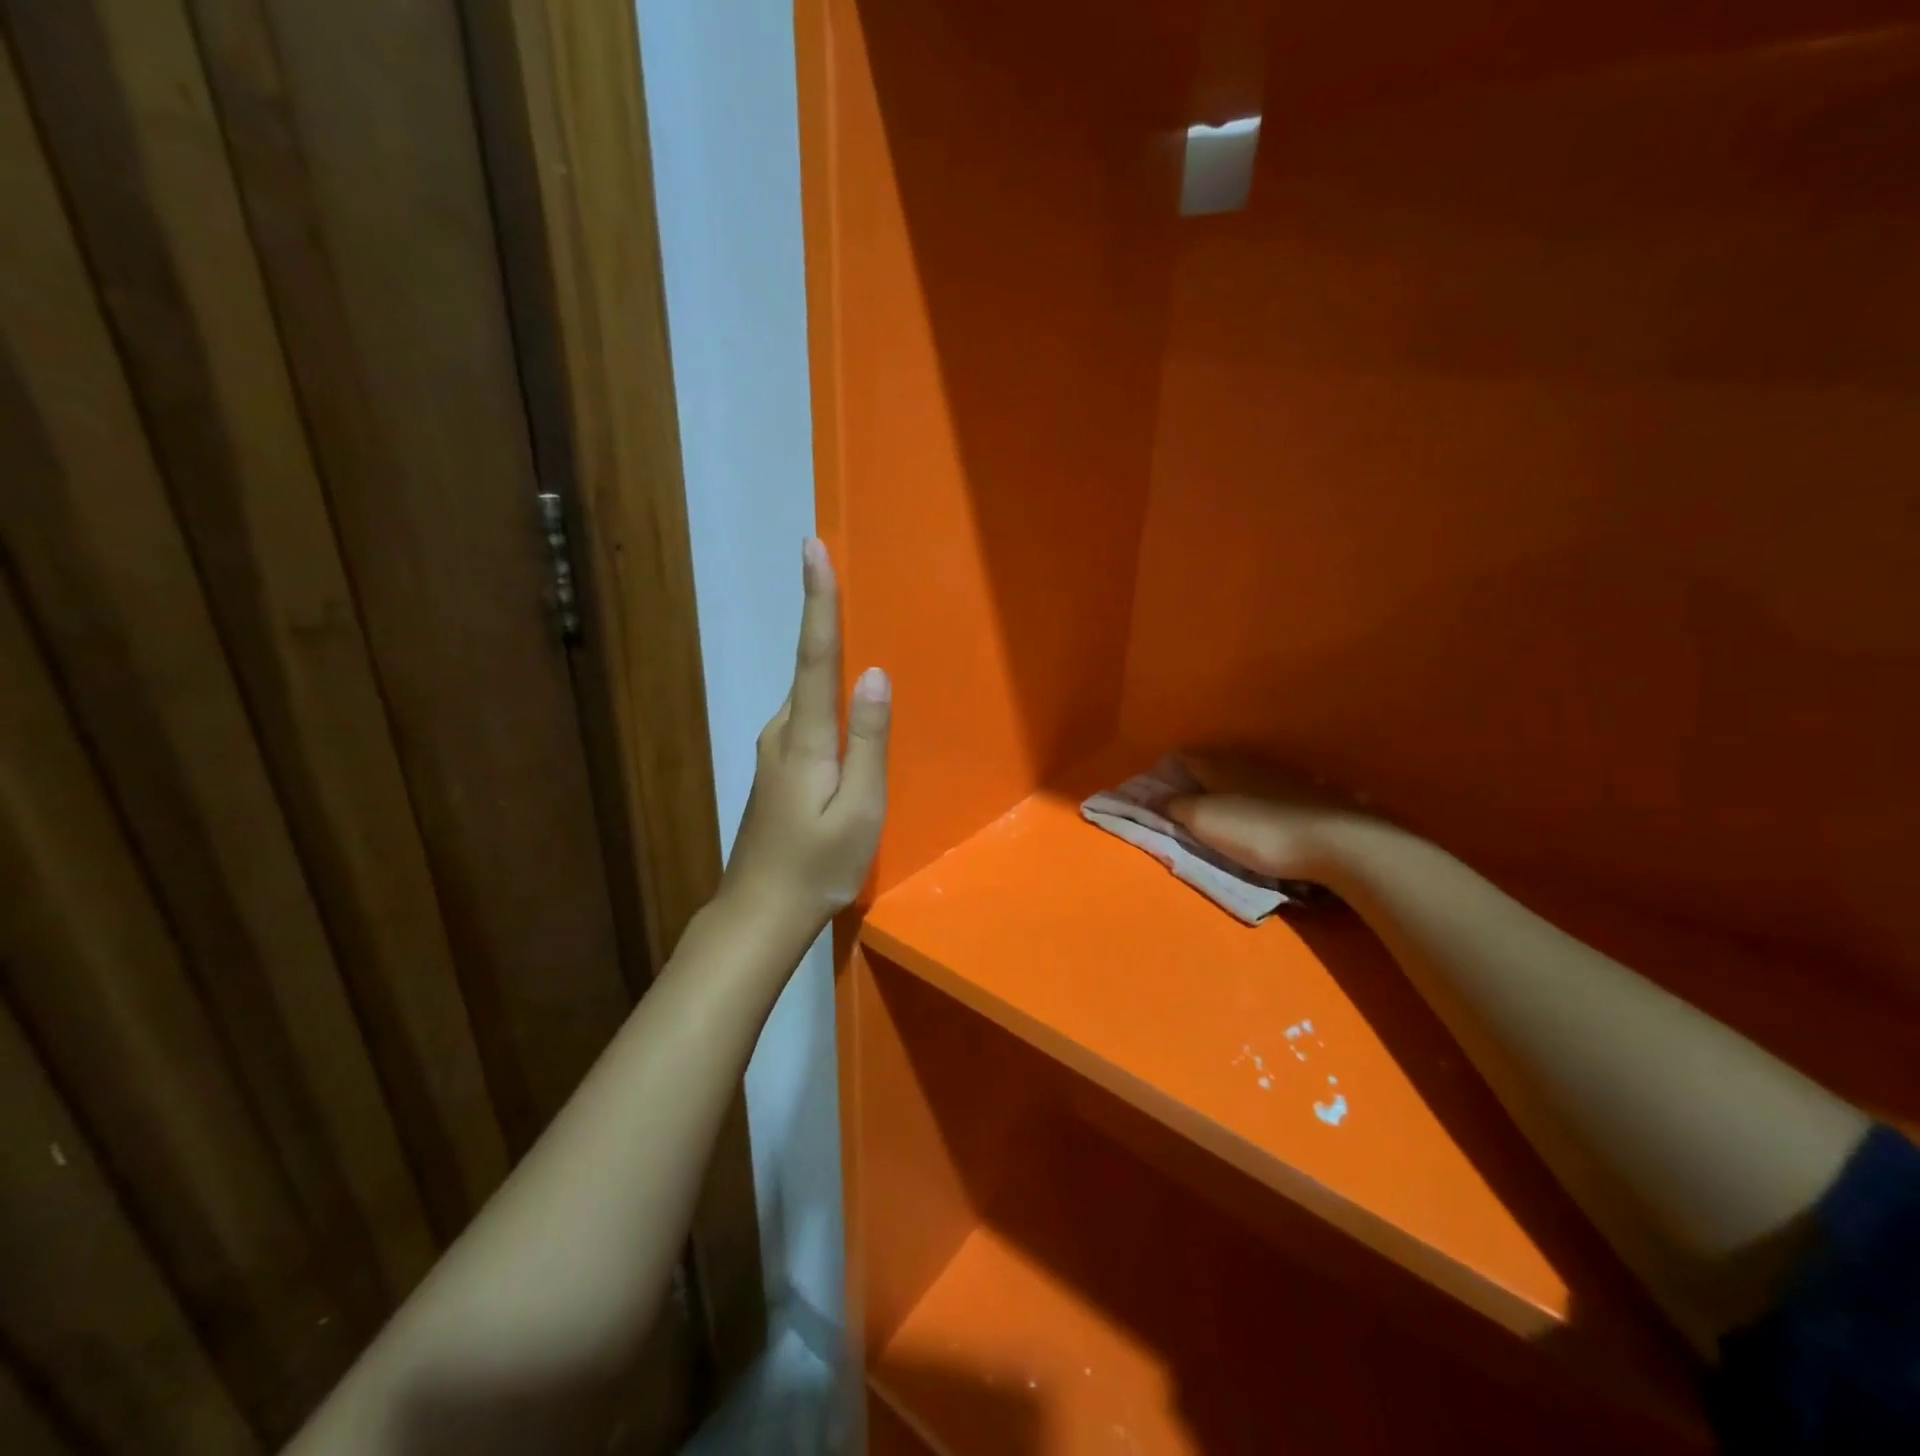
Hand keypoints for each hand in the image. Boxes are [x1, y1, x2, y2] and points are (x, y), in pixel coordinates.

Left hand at [721, 539, 890, 938]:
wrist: (759, 913)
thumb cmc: (817, 866)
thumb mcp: (860, 809)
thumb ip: (868, 740)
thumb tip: (874, 674)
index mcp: (805, 738)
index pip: (814, 655)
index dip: (817, 600)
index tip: (812, 548)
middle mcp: (781, 733)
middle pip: (809, 668)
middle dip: (824, 619)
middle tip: (839, 571)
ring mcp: (773, 752)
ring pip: (809, 697)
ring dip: (827, 662)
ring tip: (854, 634)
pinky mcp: (776, 770)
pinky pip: (807, 720)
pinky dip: (826, 701)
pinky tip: (846, 713)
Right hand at [1165, 754, 1374, 884]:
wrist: (1337, 844)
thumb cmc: (1259, 832)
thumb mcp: (1205, 822)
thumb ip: (1175, 807)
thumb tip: (1148, 796)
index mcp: (1220, 766)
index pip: (1184, 758)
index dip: (1166, 772)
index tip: (1154, 791)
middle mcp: (1249, 763)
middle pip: (1214, 765)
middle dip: (1196, 780)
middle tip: (1184, 803)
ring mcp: (1283, 777)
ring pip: (1244, 777)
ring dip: (1229, 789)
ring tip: (1221, 811)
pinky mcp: (1309, 796)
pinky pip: (1271, 792)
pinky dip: (1258, 800)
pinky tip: (1262, 814)